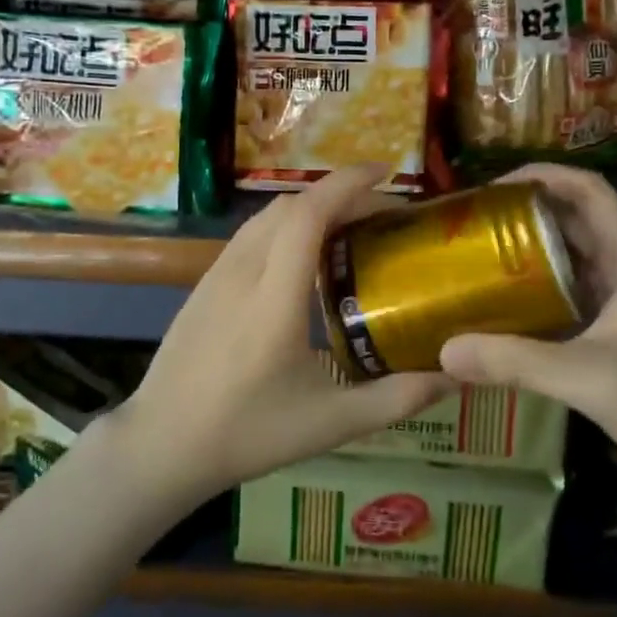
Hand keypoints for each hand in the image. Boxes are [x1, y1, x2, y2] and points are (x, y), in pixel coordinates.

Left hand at [116, 164, 452, 507]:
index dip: (347, 183)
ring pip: (268, 215)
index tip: (385, 173)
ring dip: (311, 207)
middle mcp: (243, 271)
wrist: (161, 443)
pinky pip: (251, 234)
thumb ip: (397, 398)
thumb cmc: (248, 434)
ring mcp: (217, 272)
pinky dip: (286, 225)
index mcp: (274, 298)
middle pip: (291, 205)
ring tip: (348, 229)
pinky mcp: (205, 281)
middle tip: (380, 215)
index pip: (308, 215)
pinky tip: (303, 256)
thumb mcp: (331, 424)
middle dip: (339, 195)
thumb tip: (454, 375)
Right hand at [439, 164, 616, 521]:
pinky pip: (571, 307)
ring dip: (528, 261)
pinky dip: (537, 304)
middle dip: (524, 218)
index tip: (491, 189)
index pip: (589, 191)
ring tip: (475, 267)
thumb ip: (516, 362)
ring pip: (570, 268)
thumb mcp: (592, 378)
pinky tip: (502, 320)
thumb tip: (444, 349)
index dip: (543, 176)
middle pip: (573, 225)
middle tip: (469, 230)